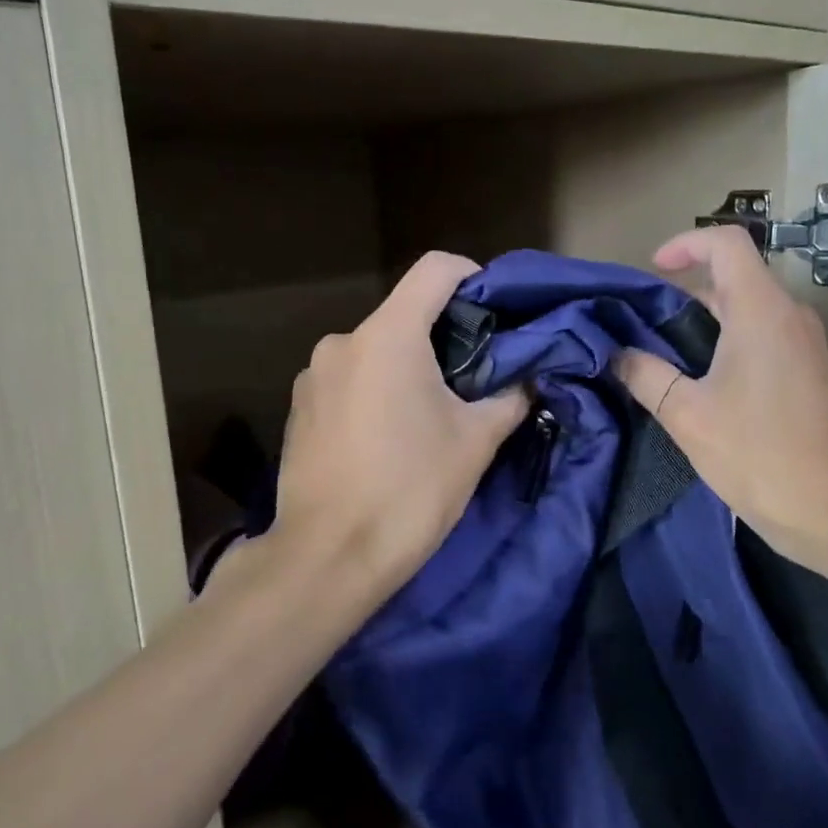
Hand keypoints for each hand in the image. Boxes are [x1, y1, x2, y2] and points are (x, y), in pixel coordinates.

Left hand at [263, 252, 529, 610]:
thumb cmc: (410, 490)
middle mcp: (342, 342)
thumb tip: (528, 379)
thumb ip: (509, 397)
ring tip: (430, 414)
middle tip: (475, 376)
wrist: (328, 558)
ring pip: (375, 350)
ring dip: (407, 367)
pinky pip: (348, 380)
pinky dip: (375, 390)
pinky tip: (387, 437)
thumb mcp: (475, 442)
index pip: (435, 269)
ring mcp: (313, 375)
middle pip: (405, 313)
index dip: (472, 276)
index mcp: (388, 336)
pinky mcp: (299, 408)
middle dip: (444, 335)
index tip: (494, 312)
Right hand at [613, 226, 827, 564]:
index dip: (685, 244)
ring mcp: (802, 343)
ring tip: (660, 356)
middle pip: (733, 276)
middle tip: (641, 325)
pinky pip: (759, 334)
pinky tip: (696, 382)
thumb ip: (645, 375)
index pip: (726, 244)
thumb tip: (617, 354)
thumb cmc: (759, 454)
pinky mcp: (806, 370)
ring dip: (701, 321)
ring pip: (745, 308)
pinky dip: (723, 341)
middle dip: (684, 292)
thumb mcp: (687, 414)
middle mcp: (787, 315)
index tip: (653, 271)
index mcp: (761, 311)